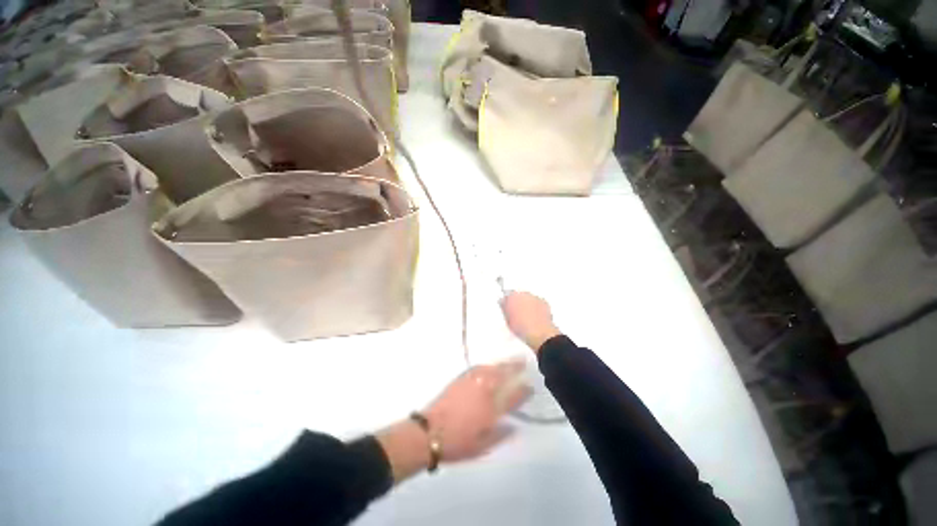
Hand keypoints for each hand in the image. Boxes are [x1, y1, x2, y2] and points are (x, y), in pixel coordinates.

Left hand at [424, 361, 530, 461]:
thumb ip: (501, 435)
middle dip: (515, 366)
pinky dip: (488, 364)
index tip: (531, 385)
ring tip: (511, 359)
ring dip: (502, 363)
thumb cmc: (458, 443)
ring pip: (491, 368)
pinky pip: (479, 367)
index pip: (513, 396)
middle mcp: (484, 391)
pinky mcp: (461, 378)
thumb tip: (514, 426)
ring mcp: (472, 382)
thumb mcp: (483, 446)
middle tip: (524, 360)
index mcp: (492, 409)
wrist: (430, 432)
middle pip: (503, 374)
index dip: (524, 390)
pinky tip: (490, 365)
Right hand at [501, 291, 560, 352]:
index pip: (507, 294)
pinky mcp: (544, 302)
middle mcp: (524, 294)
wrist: (539, 333)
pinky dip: (536, 307)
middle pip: (519, 295)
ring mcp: (534, 297)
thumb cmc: (522, 327)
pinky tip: (535, 317)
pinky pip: (538, 302)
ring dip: (527, 304)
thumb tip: (504, 304)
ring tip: (527, 317)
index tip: (507, 307)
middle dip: (518, 302)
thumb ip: (505, 309)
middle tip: (517, 313)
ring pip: (528, 298)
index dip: (507, 302)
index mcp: (512, 297)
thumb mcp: (508, 320)